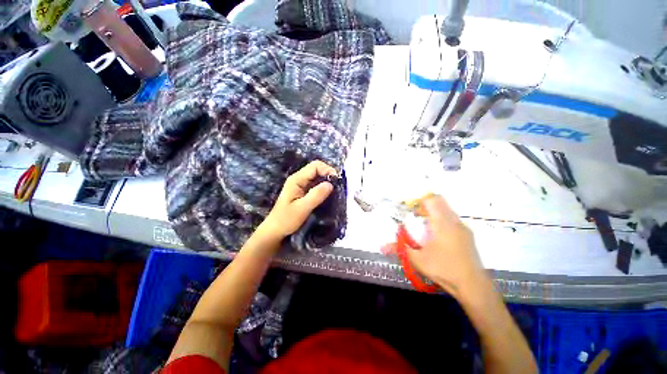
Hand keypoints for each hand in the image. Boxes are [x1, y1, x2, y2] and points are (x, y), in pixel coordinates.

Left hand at [260, 160, 336, 239]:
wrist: (275, 230)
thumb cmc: (286, 220)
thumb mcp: (302, 208)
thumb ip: (316, 195)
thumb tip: (331, 184)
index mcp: (297, 179)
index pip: (315, 166)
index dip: (327, 170)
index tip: (337, 181)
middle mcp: (299, 179)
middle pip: (317, 169)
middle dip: (328, 175)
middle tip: (338, 186)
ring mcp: (301, 185)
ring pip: (317, 177)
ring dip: (327, 182)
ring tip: (335, 191)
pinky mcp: (303, 192)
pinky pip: (316, 185)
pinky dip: (323, 188)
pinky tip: (328, 195)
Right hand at [407, 195, 485, 299]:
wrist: (473, 285)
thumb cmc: (443, 269)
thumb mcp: (417, 259)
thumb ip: (399, 249)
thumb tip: (381, 246)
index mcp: (442, 223)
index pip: (431, 200)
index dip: (419, 200)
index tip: (410, 209)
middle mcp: (454, 221)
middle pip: (440, 201)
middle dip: (426, 205)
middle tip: (416, 216)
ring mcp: (464, 228)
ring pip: (447, 210)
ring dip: (435, 213)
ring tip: (425, 227)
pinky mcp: (468, 235)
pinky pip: (453, 219)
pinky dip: (443, 220)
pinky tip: (438, 236)